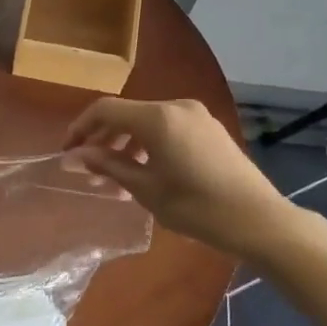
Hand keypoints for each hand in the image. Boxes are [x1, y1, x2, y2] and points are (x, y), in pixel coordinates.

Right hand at [63, 98, 289, 254]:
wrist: (259, 219)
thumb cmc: (197, 207)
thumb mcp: (146, 190)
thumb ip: (109, 166)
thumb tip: (76, 155)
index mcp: (157, 117)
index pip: (105, 110)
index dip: (81, 127)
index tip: (67, 152)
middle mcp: (175, 106)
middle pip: (127, 113)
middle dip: (103, 138)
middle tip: (88, 168)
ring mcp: (196, 115)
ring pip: (148, 121)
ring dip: (126, 143)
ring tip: (115, 176)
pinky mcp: (209, 128)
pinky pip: (168, 127)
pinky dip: (149, 143)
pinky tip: (145, 171)